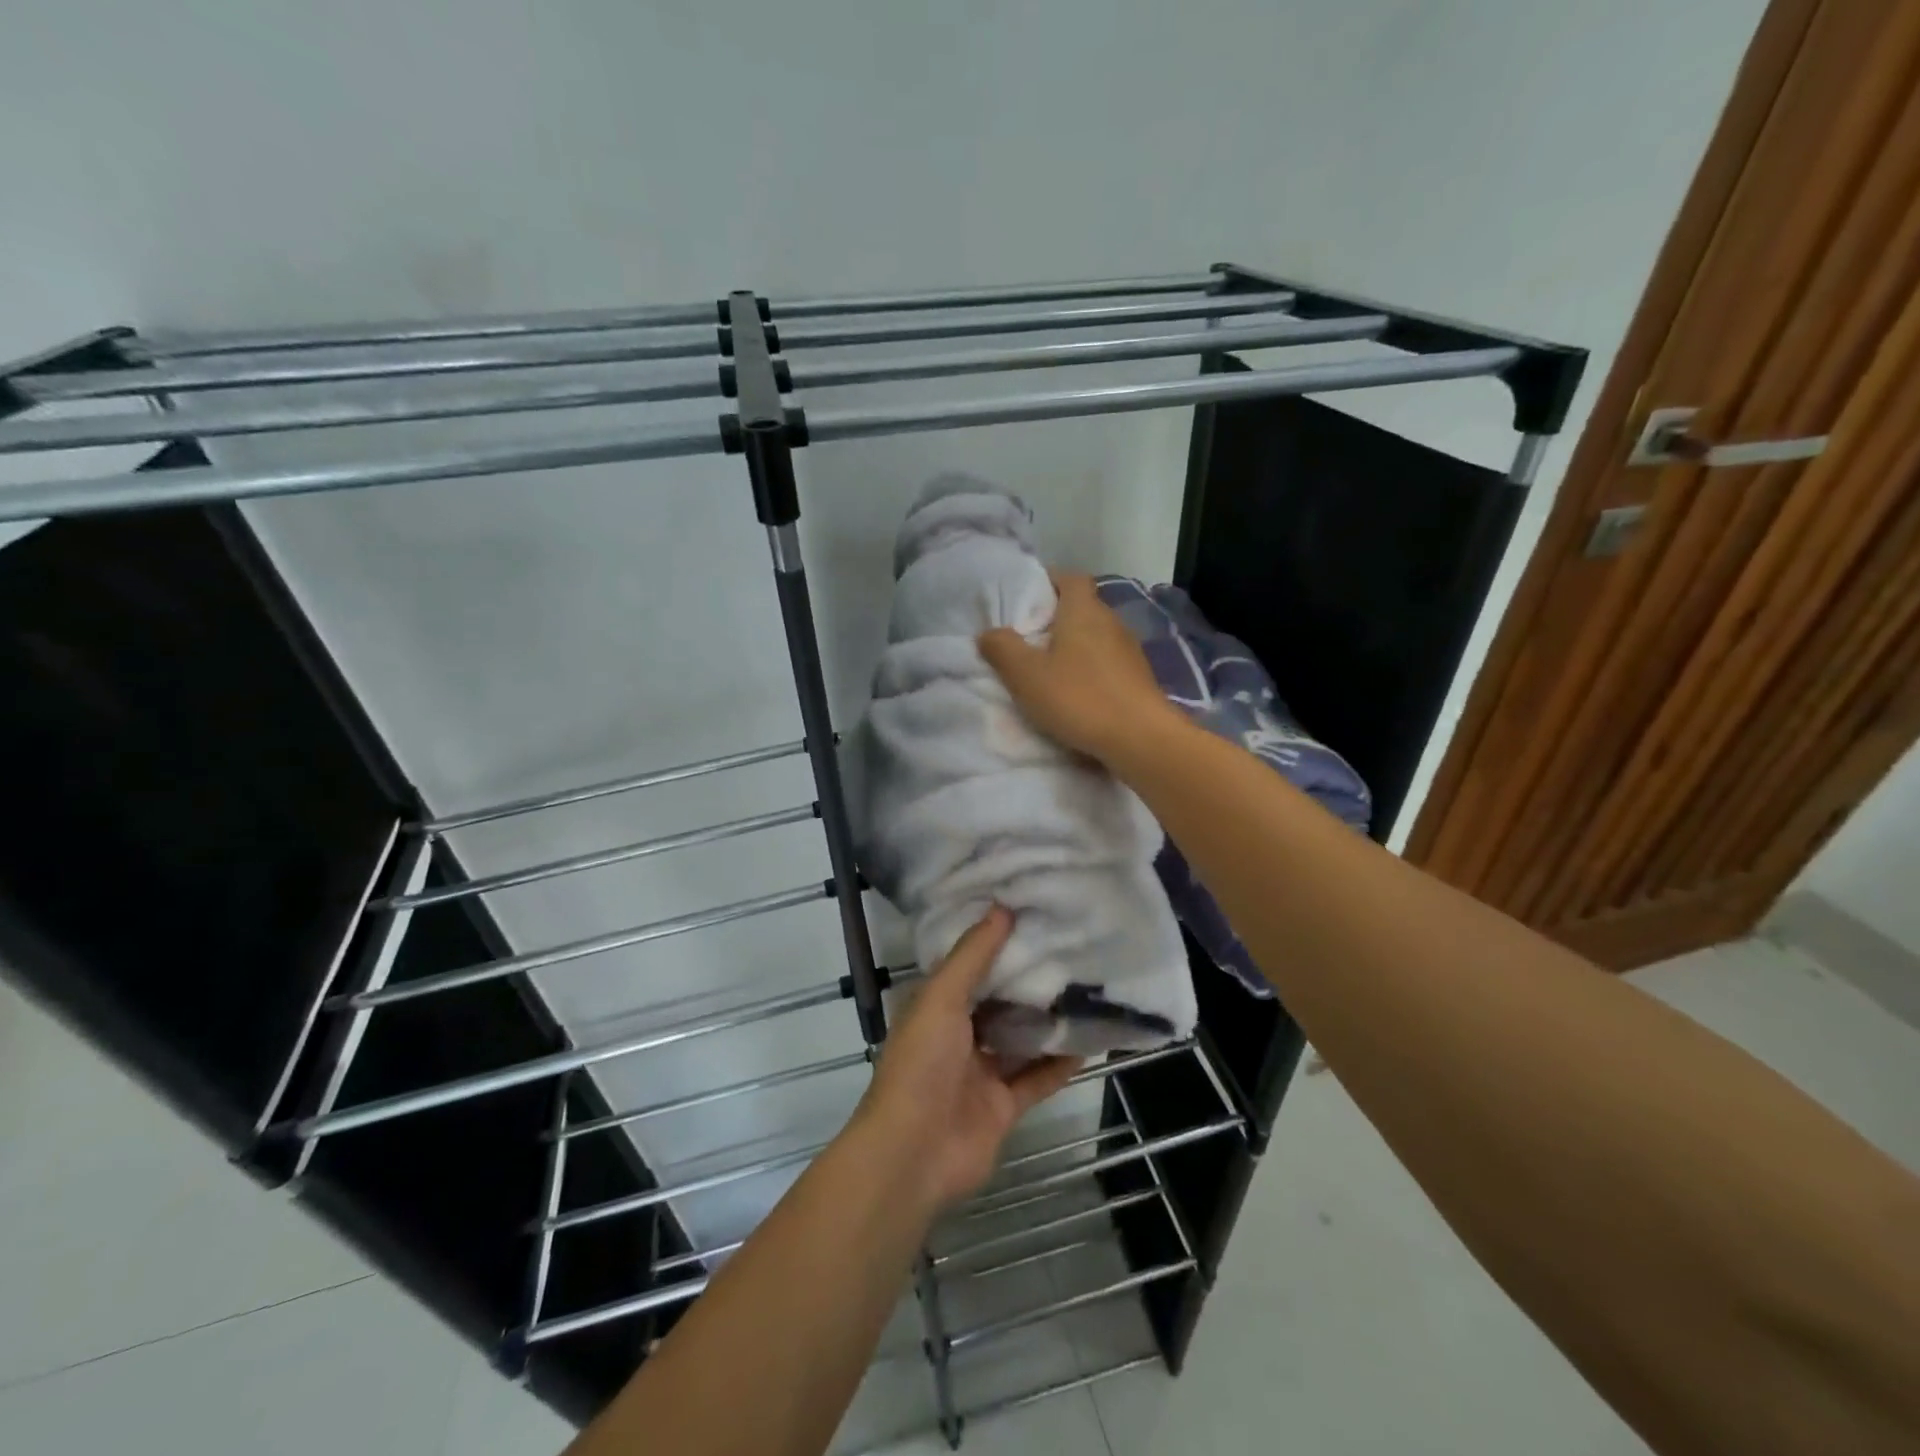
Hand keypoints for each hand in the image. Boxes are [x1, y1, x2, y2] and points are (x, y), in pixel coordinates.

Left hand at [855, 907, 1079, 1214]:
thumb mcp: (941, 998)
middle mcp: (958, 1035)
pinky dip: (1060, 1063)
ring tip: (1088, 989)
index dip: (996, 942)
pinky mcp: (1004, 1106)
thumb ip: (972, 956)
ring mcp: (981, 1072)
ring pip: (1020, 1039)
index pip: (969, 966)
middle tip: (1071, 949)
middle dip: (1028, 981)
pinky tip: (1090, 1041)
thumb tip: (1002, 908)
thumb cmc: (921, 1064)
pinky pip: (1037, 1079)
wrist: (913, 1154)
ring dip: (1048, 1020)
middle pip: (999, 1001)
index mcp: (936, 1006)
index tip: (1031, 916)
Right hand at [978, 571, 1181, 767]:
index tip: (1028, 598)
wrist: (1141, 738)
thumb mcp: (1027, 675)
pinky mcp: (1139, 677)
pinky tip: (1078, 692)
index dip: (1049, 581)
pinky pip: (1108, 662)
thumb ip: (1003, 649)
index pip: (1070, 578)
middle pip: (1083, 607)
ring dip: (1075, 646)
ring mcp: (1130, 650)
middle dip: (1057, 618)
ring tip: (1050, 669)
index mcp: (1083, 610)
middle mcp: (1111, 621)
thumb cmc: (1079, 697)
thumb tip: (988, 632)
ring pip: (1096, 636)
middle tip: (1029, 639)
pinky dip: (1091, 669)